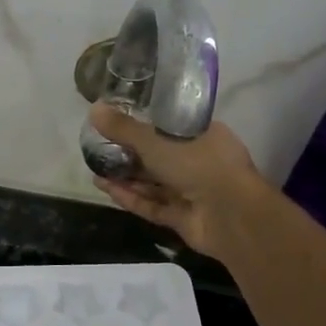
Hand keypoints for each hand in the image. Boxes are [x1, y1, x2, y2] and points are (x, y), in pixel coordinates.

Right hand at [88, 103, 272, 259]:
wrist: (231, 216)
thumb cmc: (200, 164)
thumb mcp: (156, 140)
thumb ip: (124, 128)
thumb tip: (93, 109)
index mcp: (203, 135)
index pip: (171, 126)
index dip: (144, 124)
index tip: (118, 122)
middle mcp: (199, 161)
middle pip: (159, 156)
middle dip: (129, 154)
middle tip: (100, 149)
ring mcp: (192, 191)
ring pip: (154, 183)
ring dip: (126, 177)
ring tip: (96, 170)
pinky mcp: (183, 217)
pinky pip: (153, 205)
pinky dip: (132, 198)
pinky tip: (106, 190)